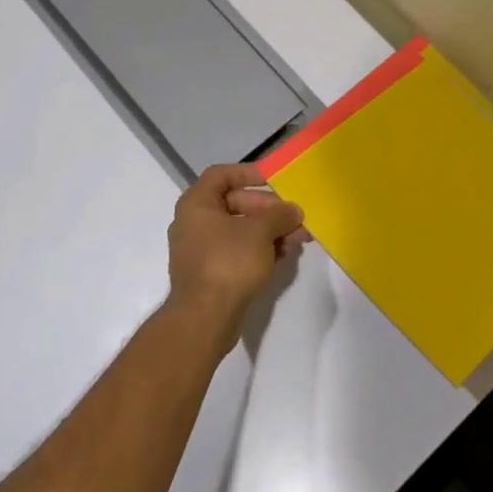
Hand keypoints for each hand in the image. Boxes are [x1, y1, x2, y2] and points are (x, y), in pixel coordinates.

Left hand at [167, 163, 306, 355]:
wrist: (204, 318)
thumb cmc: (228, 262)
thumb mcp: (260, 231)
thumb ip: (280, 214)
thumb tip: (293, 210)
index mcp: (197, 204)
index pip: (221, 175)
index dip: (249, 173)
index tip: (274, 180)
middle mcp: (194, 223)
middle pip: (236, 203)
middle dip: (269, 209)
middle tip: (295, 217)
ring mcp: (201, 250)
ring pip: (241, 230)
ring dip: (270, 230)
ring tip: (298, 238)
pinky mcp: (211, 273)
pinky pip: (239, 251)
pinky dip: (261, 249)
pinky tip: (285, 255)